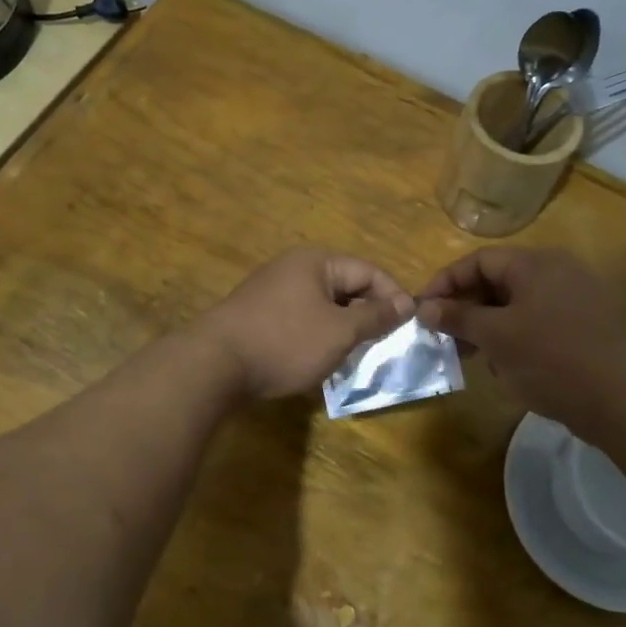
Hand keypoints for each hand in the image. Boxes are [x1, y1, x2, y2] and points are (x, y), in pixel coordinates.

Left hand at [195, 248, 414, 400]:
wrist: (214, 364)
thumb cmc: (285, 342)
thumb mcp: (339, 332)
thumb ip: (375, 317)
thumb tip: (407, 303)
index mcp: (316, 262)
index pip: (368, 271)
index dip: (393, 297)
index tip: (410, 326)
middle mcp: (294, 268)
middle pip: (345, 287)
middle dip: (367, 315)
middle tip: (384, 345)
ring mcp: (273, 291)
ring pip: (323, 306)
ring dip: (343, 329)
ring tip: (356, 356)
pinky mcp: (259, 315)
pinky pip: (301, 319)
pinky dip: (317, 336)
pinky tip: (320, 360)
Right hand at [417, 246, 625, 442]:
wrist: (625, 401)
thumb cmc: (552, 360)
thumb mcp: (496, 337)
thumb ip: (458, 317)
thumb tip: (424, 306)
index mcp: (536, 264)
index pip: (478, 260)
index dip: (446, 282)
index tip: (423, 310)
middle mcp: (559, 271)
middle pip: (499, 280)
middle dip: (467, 308)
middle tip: (444, 337)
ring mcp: (578, 298)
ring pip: (518, 304)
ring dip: (489, 326)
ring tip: (473, 357)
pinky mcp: (589, 325)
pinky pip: (541, 321)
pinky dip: (517, 337)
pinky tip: (509, 367)